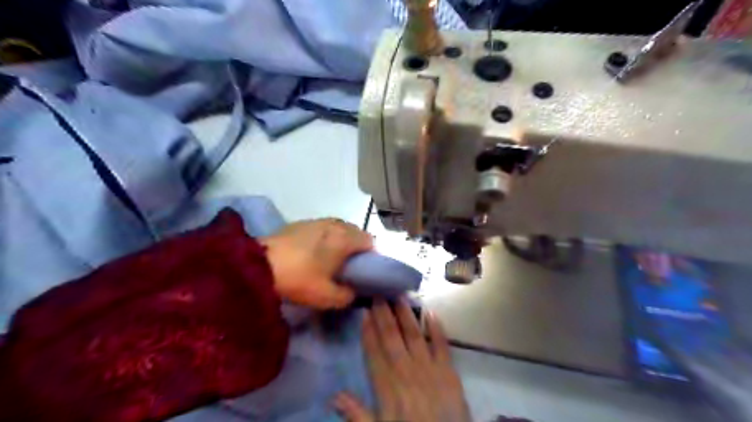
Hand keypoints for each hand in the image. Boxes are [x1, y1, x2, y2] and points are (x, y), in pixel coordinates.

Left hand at [261, 218, 371, 309]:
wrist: (258, 265)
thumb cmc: (299, 279)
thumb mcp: (327, 297)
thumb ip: (348, 296)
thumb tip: (354, 292)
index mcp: (345, 238)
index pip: (370, 241)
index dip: (371, 256)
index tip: (364, 270)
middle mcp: (334, 224)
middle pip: (356, 232)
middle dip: (356, 247)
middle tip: (348, 266)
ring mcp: (316, 221)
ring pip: (339, 228)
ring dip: (341, 240)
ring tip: (331, 258)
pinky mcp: (300, 222)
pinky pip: (322, 228)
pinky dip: (325, 237)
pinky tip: (313, 252)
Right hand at [333, 301, 468, 420]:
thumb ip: (357, 415)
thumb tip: (334, 396)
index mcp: (388, 388)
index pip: (374, 354)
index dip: (368, 332)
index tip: (364, 312)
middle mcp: (407, 373)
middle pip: (392, 339)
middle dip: (384, 316)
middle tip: (379, 294)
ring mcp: (430, 370)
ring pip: (414, 336)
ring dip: (406, 315)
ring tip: (399, 296)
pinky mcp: (449, 372)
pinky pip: (442, 346)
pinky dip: (436, 329)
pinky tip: (431, 312)